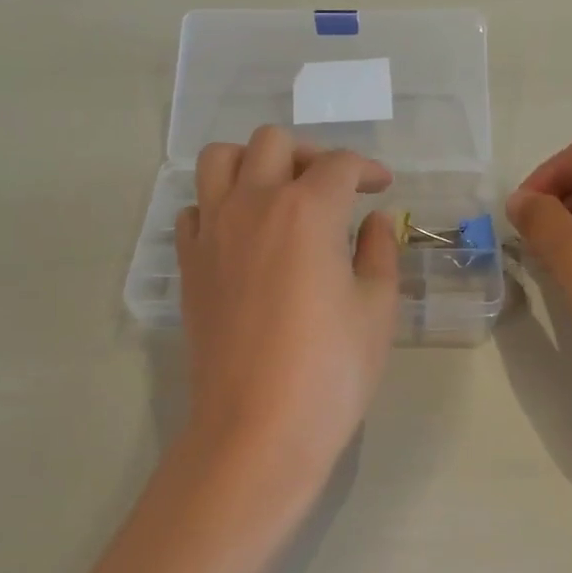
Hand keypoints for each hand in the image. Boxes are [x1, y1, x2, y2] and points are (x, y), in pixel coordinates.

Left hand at [175, 126, 398, 504]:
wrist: (258, 428)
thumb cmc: (331, 371)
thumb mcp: (376, 309)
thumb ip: (379, 252)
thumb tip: (374, 221)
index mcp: (308, 210)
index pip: (340, 165)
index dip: (368, 169)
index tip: (382, 187)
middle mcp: (253, 204)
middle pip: (273, 143)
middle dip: (311, 154)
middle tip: (334, 188)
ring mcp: (212, 232)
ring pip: (220, 159)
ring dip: (253, 163)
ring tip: (279, 193)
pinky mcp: (189, 264)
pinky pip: (195, 209)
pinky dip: (219, 205)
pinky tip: (244, 234)